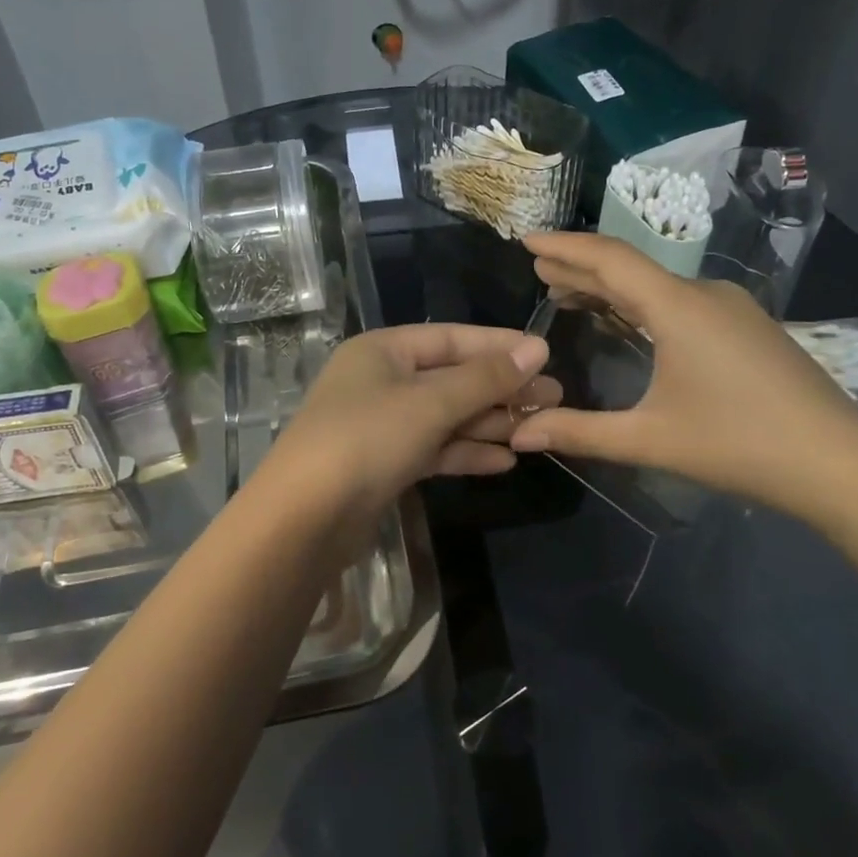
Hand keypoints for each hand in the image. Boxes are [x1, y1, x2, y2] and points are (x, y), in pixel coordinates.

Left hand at [257, 323, 557, 518]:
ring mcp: (382, 424)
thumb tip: (538, 348)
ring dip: (488, 423)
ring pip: (446, 416)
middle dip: (500, 389)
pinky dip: (466, 452)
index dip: (498, 345)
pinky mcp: (385, 464)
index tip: (545, 354)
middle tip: (552, 398)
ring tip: (538, 430)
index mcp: (383, 350)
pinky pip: (434, 448)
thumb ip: (485, 378)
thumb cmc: (367, 439)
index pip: (451, 338)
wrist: (305, 518)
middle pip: (451, 378)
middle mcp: (381, 381)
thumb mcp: (431, 403)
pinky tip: (504, 461)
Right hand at [509, 232, 857, 520]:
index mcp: (677, 307)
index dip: (564, 247)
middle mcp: (704, 293)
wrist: (840, 462)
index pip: (609, 259)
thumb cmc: (739, 445)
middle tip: (540, 273)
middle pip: (631, 267)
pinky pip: (680, 299)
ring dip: (612, 287)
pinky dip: (642, 303)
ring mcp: (731, 307)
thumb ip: (579, 432)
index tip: (527, 243)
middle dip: (581, 267)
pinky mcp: (747, 326)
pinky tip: (630, 321)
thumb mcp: (650, 440)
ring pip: (657, 284)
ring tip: (571, 295)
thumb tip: (519, 433)